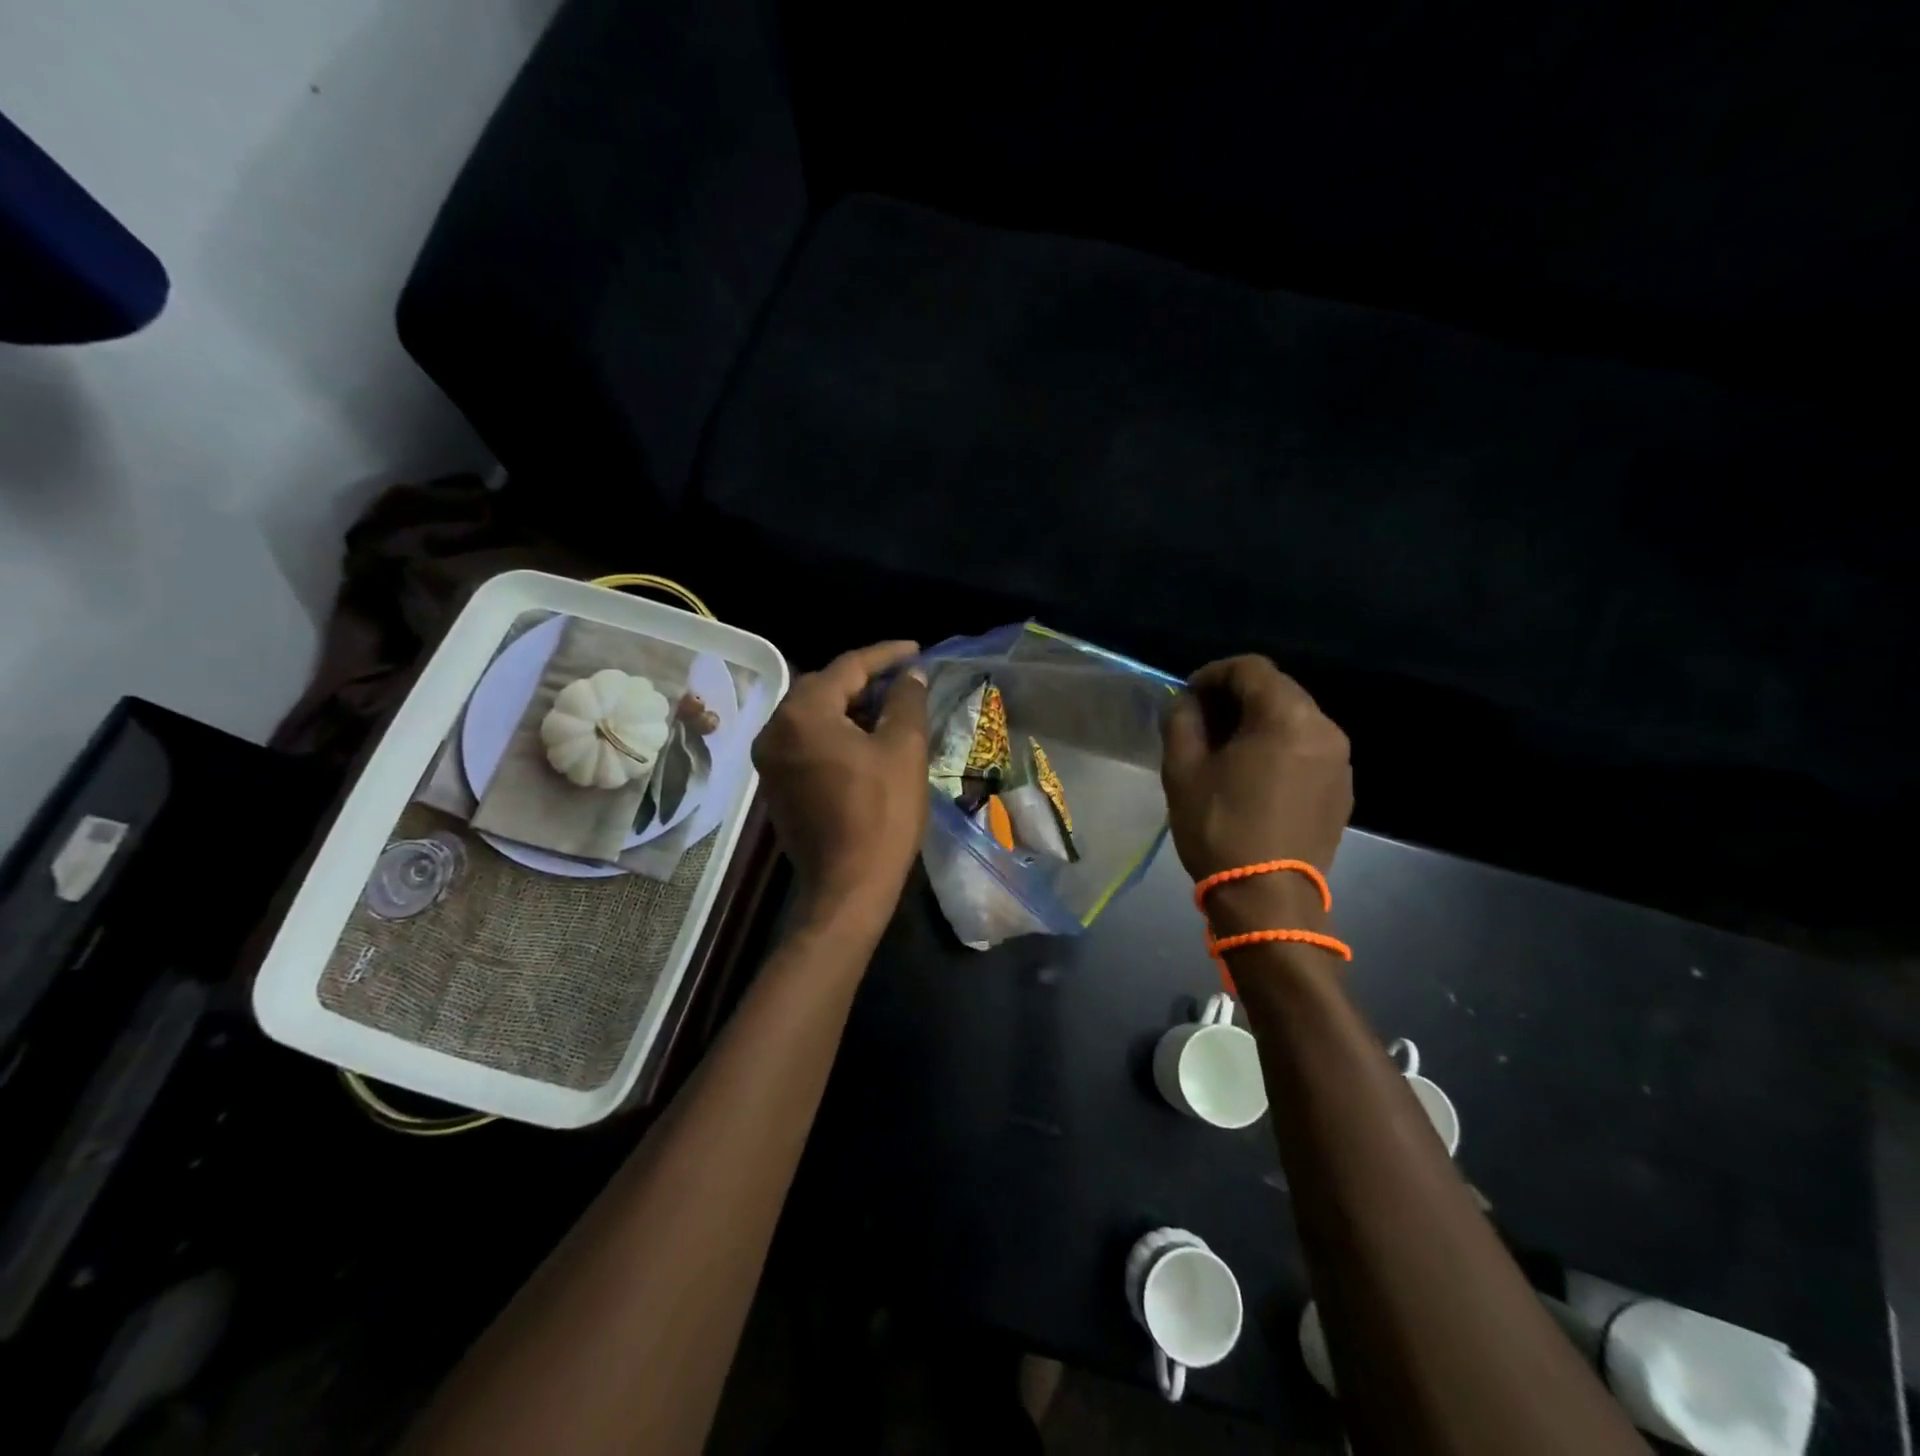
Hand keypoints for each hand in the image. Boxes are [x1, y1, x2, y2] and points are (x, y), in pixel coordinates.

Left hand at [753, 641, 929, 928]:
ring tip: (890, 707)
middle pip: (824, 687)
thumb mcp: (903, 749)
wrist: (848, 886)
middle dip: (866, 680)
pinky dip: (835, 731)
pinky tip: (865, 739)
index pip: (848, 667)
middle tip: (904, 680)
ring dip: (850, 706)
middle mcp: (775, 729)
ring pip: (814, 715)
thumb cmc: (881, 814)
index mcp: (802, 713)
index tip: (916, 650)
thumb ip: (906, 701)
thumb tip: (912, 674)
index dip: (886, 655)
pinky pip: (806, 740)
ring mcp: (770, 759)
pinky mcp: (776, 783)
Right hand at [1161, 656, 1351, 929]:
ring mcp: (1340, 761)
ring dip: (1258, 723)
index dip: (1213, 674)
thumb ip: (1183, 720)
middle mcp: (1324, 728)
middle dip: (1236, 698)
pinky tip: (1254, 777)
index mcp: (1287, 716)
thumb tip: (1189, 703)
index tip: (1187, 697)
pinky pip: (1308, 750)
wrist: (1267, 897)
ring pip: (1294, 720)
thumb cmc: (1220, 826)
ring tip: (1226, 751)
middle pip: (1277, 690)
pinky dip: (1279, 749)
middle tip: (1202, 722)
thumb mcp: (1183, 769)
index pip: (1250, 668)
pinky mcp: (1342, 790)